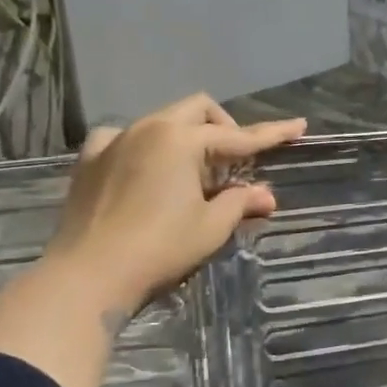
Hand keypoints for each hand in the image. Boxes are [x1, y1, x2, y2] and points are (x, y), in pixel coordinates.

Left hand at [46, 94, 305, 312]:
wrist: (87, 276)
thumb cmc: (159, 249)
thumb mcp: (210, 227)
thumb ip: (240, 203)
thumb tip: (266, 195)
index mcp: (182, 140)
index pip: (239, 136)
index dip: (272, 134)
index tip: (299, 126)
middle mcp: (148, 128)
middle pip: (197, 110)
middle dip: (223, 127)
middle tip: (234, 161)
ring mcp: (114, 140)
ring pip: (161, 120)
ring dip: (186, 136)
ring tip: (192, 172)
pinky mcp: (89, 160)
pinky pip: (123, 137)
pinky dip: (143, 145)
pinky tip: (144, 166)